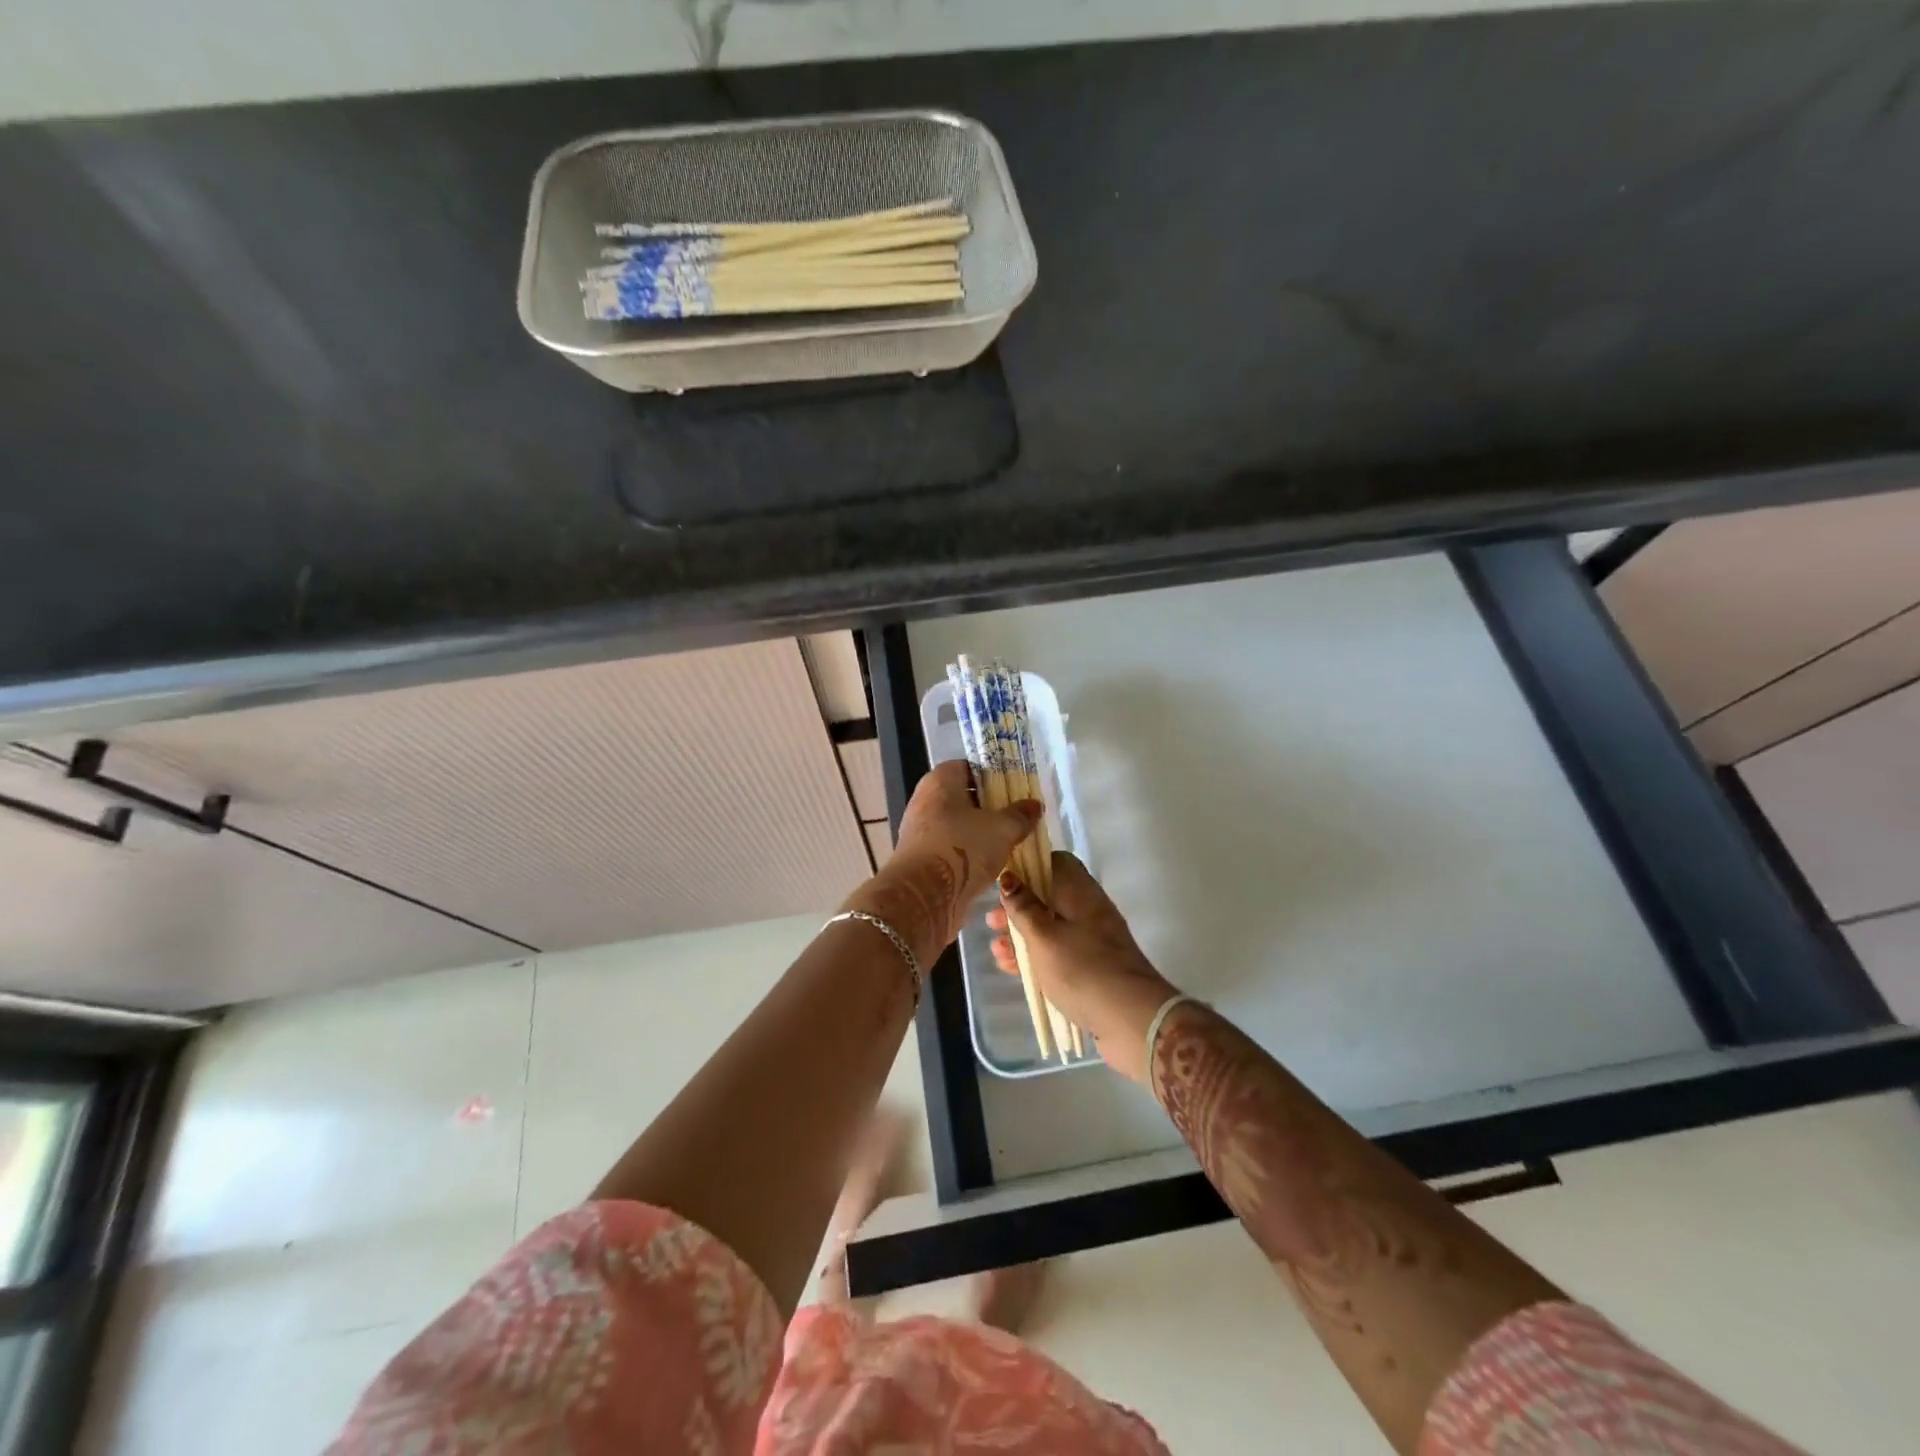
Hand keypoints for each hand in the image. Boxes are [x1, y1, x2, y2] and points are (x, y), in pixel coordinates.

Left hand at [843, 760, 1040, 965]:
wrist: (925, 896)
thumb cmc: (963, 848)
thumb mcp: (1002, 829)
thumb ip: (1020, 815)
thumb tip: (1034, 805)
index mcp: (939, 781)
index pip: (967, 767)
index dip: (991, 775)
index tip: (1014, 788)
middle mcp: (925, 801)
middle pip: (962, 797)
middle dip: (989, 807)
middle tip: (1016, 816)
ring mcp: (920, 832)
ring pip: (957, 825)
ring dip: (980, 833)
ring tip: (1009, 841)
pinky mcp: (922, 860)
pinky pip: (951, 849)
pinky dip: (969, 854)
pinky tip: (991, 864)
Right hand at [990, 853, 1179, 1082]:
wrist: (1131, 1019)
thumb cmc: (1081, 969)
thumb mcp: (1043, 936)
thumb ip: (1023, 907)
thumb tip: (1009, 877)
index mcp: (1080, 891)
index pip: (1055, 862)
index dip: (1027, 867)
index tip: (1001, 882)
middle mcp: (1088, 908)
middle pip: (1049, 896)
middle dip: (1018, 908)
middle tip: (991, 922)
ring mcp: (1092, 939)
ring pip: (1050, 927)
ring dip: (1022, 936)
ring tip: (997, 951)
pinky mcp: (1092, 966)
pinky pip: (1058, 952)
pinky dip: (1036, 956)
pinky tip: (1012, 969)